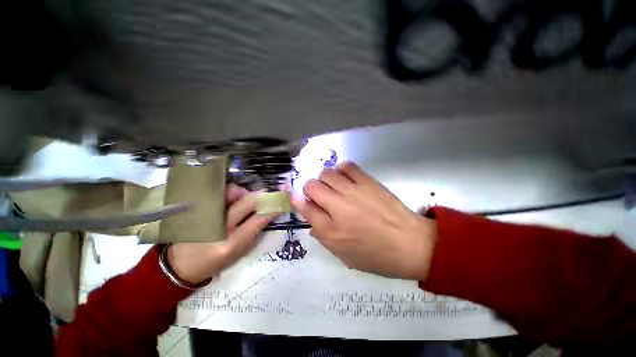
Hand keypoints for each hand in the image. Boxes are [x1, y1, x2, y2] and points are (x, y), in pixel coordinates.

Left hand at [167, 185, 276, 284]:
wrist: (180, 264)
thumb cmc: (216, 262)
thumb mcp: (241, 253)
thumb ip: (256, 232)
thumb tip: (268, 212)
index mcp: (232, 242)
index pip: (260, 218)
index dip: (274, 206)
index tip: (283, 199)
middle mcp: (220, 225)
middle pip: (248, 201)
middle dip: (263, 195)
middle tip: (270, 194)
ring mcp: (207, 214)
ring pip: (233, 192)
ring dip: (245, 193)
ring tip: (246, 199)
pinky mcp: (197, 207)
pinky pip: (219, 193)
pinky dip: (230, 193)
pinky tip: (231, 199)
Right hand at [292, 162, 436, 280]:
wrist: (411, 244)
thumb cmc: (376, 255)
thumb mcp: (344, 255)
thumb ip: (322, 235)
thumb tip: (309, 216)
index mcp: (331, 231)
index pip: (304, 208)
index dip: (298, 201)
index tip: (300, 199)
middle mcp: (338, 208)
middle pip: (311, 186)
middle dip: (310, 190)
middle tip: (320, 197)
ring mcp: (354, 191)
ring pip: (326, 173)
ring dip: (324, 179)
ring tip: (333, 187)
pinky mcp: (368, 181)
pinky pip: (347, 166)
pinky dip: (340, 170)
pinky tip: (344, 178)